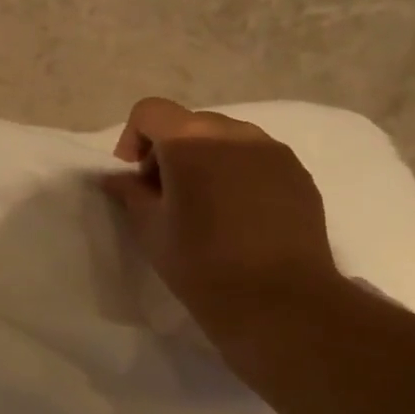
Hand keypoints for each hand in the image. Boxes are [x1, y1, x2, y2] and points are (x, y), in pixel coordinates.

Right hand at [100, 97, 343, 349]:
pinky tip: (237, 217)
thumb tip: (116, 177)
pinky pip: (256, 159)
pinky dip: (237, 174)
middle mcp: (235, 134)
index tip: (135, 180)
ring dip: (205, 161)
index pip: (150, 111)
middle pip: (189, 123)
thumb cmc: (201, 264)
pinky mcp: (298, 174)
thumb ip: (130, 193)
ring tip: (204, 207)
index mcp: (191, 142)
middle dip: (169, 151)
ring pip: (225, 140)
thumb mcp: (150, 229)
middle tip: (165, 197)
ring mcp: (273, 151)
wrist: (279, 302)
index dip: (133, 139)